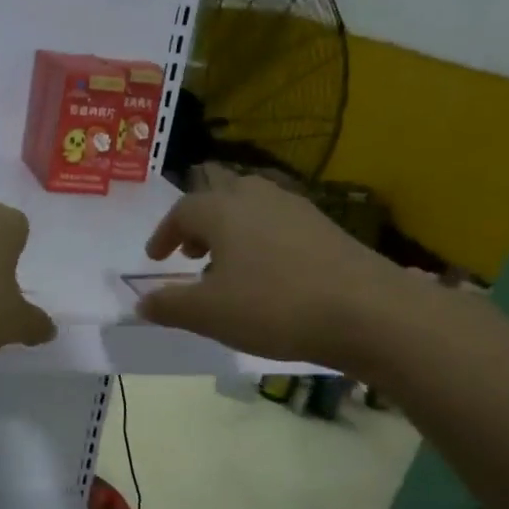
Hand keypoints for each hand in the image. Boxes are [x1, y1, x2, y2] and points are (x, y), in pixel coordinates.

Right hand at [137, 174, 412, 366]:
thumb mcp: (208, 314)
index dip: (163, 234)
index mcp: (223, 211)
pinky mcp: (326, 227)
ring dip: (230, 230)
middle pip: (219, 195)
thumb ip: (169, 306)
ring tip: (226, 265)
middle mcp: (258, 198)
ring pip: (251, 207)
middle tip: (190, 252)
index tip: (156, 258)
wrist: (367, 311)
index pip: (182, 210)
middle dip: (199, 222)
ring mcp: (297, 209)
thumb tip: (141, 303)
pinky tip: (267, 274)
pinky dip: (260, 240)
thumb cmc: (273, 307)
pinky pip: (278, 223)